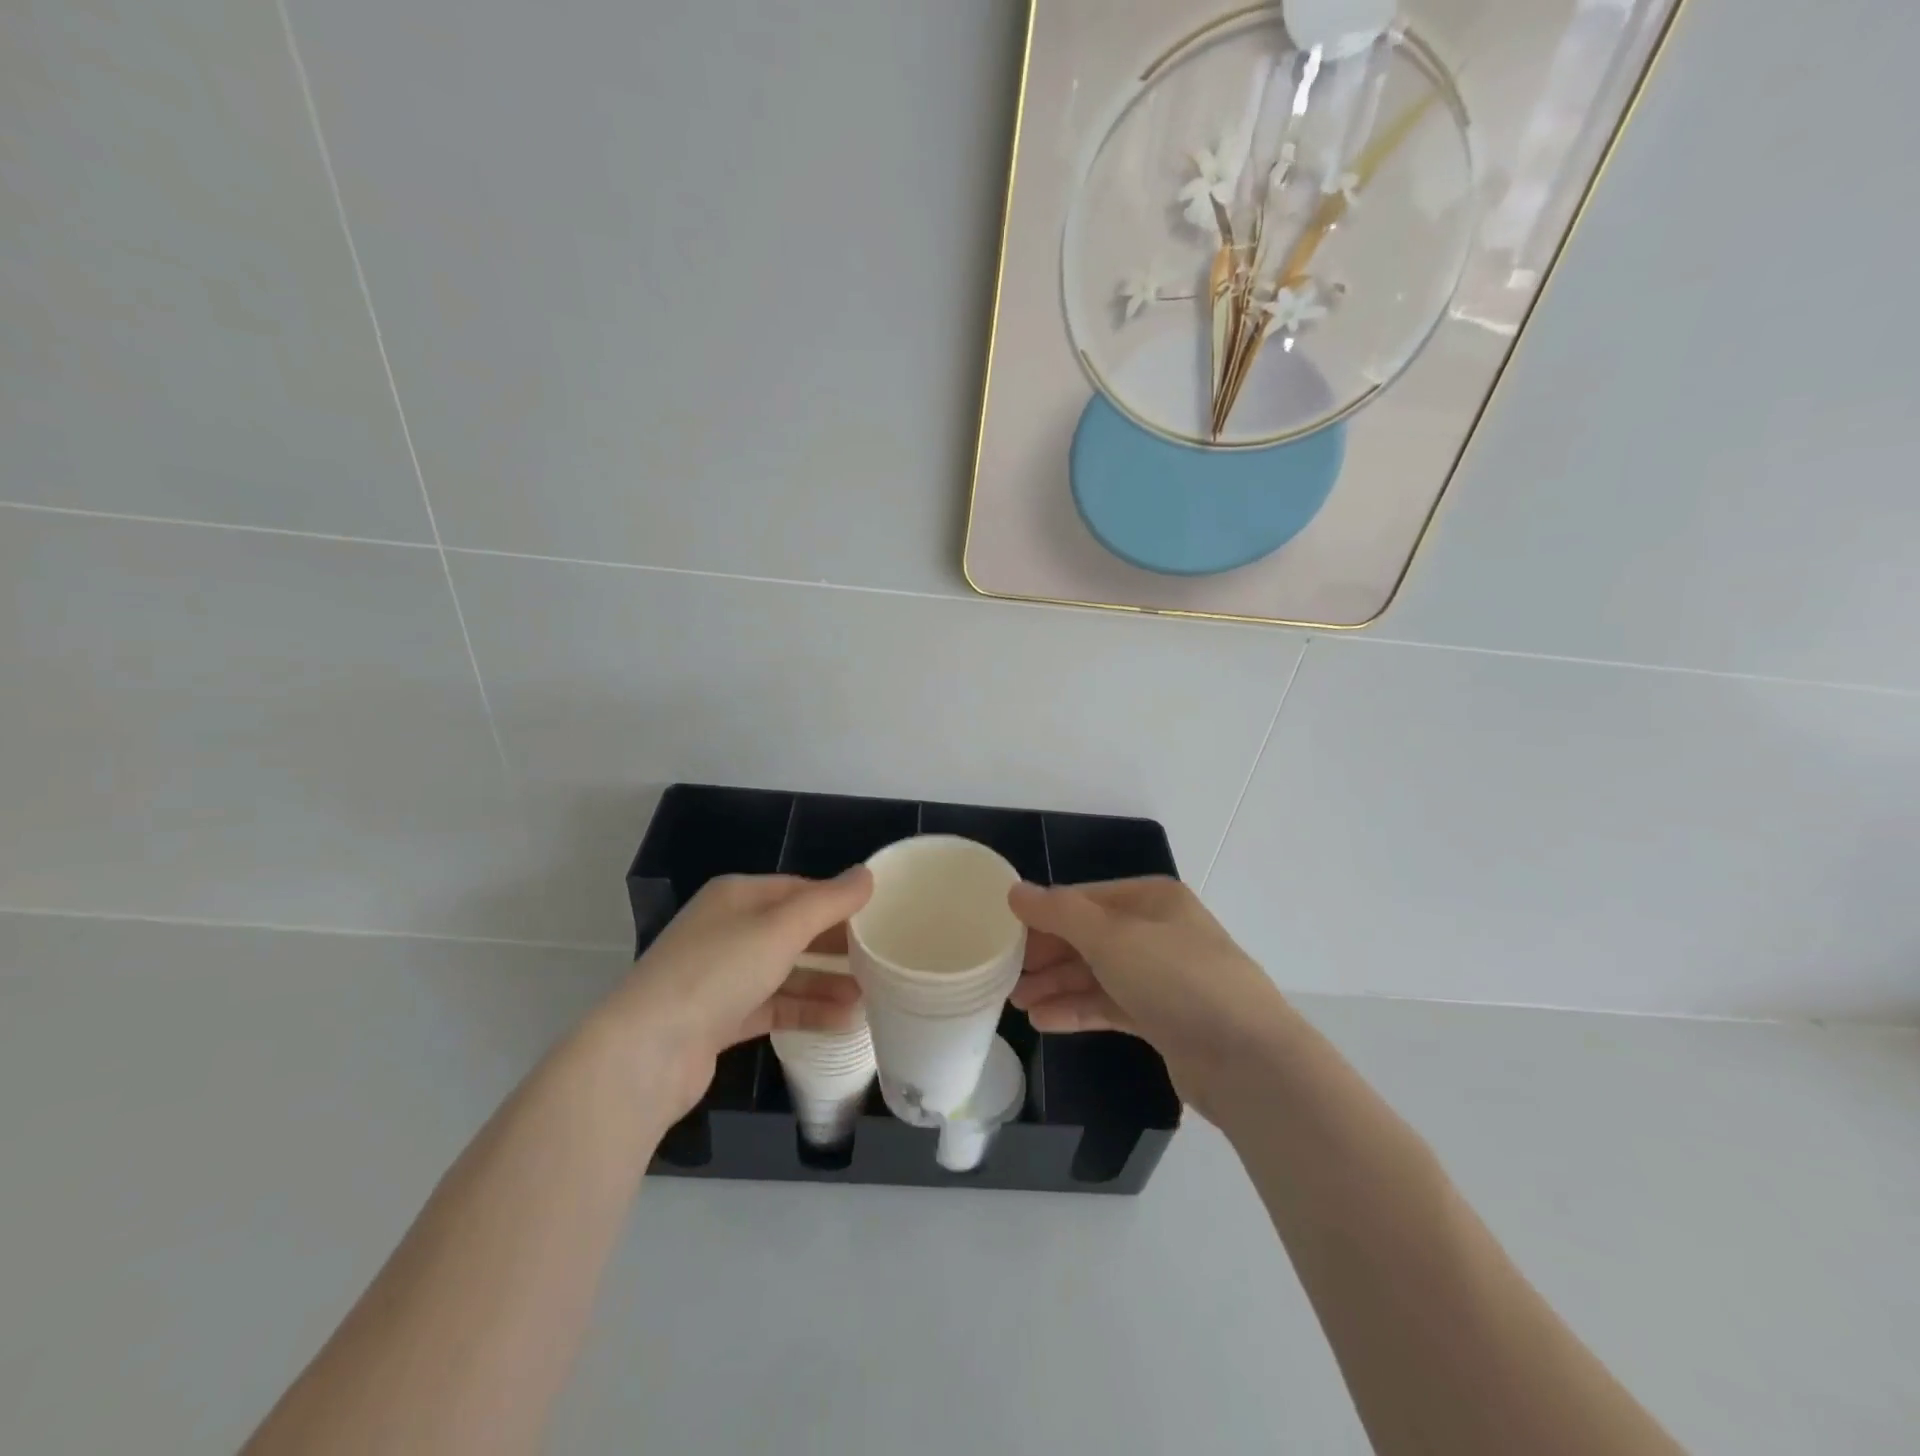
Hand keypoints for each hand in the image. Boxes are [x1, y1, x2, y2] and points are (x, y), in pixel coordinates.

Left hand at [606, 870, 871, 1119]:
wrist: (647, 1052)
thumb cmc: (718, 971)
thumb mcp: (781, 928)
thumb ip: (828, 902)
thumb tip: (867, 874)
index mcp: (736, 896)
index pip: (798, 889)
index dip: (838, 901)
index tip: (878, 917)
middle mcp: (727, 930)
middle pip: (792, 931)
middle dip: (835, 946)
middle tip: (880, 958)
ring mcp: (721, 977)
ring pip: (785, 973)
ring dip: (825, 983)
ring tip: (870, 996)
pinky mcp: (719, 1019)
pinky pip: (773, 1007)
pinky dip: (805, 1012)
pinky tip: (842, 1022)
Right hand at [1008, 877, 1291, 1121]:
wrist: (1247, 1060)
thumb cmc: (1176, 979)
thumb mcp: (1111, 937)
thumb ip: (1059, 913)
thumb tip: (1015, 891)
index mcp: (1152, 899)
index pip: (1084, 899)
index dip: (1043, 916)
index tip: (1005, 937)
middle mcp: (1158, 932)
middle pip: (1089, 937)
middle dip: (1047, 956)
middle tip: (1006, 977)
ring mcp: (1163, 977)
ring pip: (1098, 974)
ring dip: (1057, 986)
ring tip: (1017, 1004)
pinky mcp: (1163, 1018)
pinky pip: (1110, 1005)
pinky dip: (1078, 1010)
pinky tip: (1044, 1021)